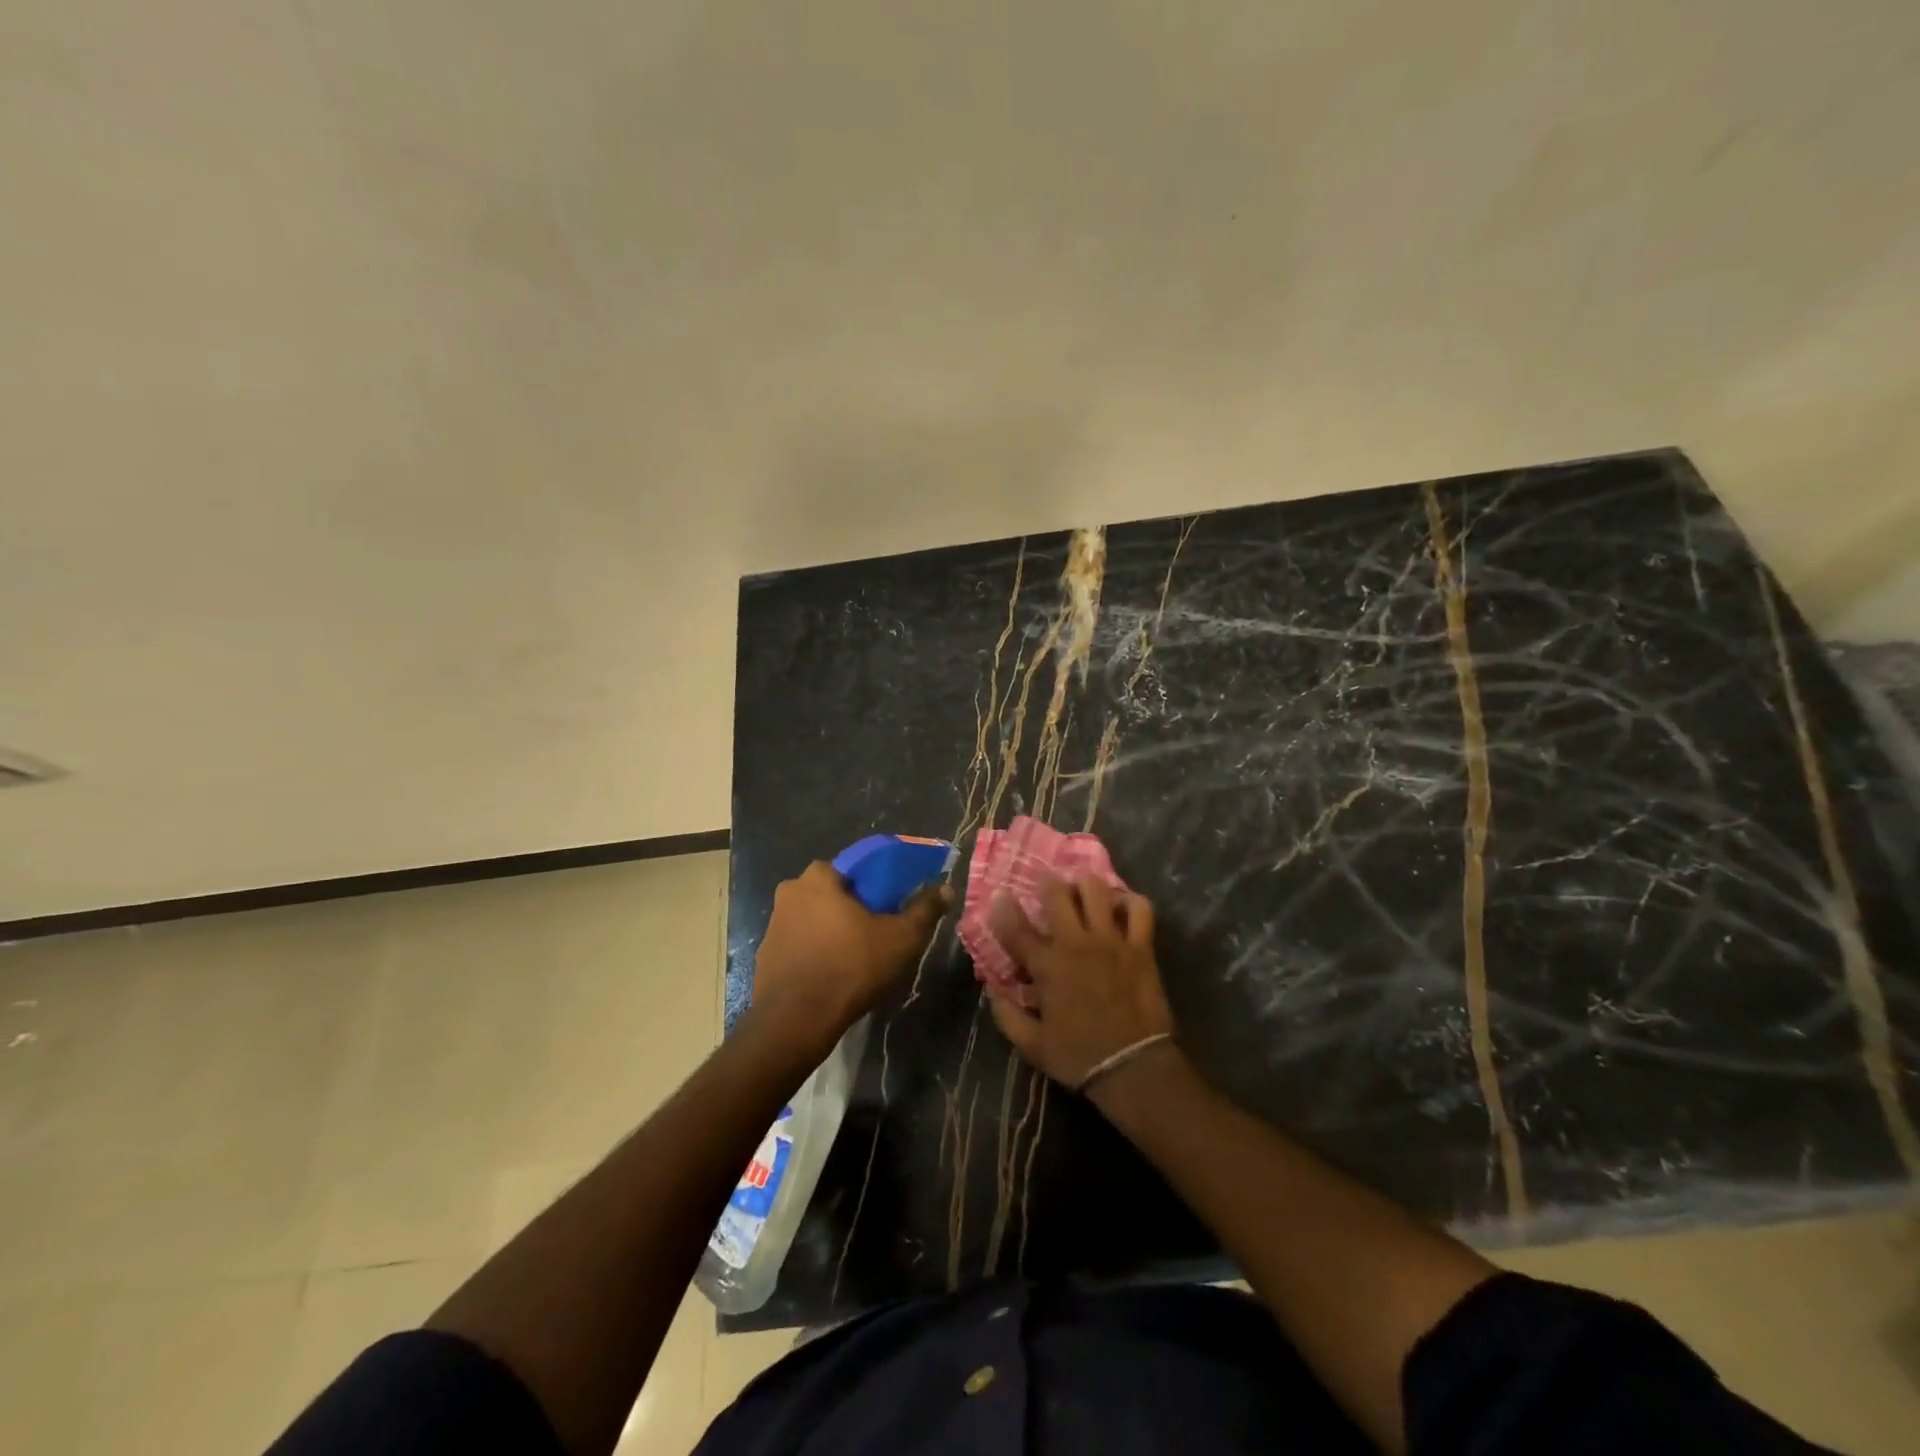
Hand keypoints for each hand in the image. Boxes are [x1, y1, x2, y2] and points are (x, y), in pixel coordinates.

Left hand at [754, 861, 951, 1053]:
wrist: (796, 1022)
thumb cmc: (851, 967)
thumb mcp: (901, 938)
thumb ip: (924, 909)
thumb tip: (945, 888)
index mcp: (819, 877)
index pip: (856, 867)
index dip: (879, 884)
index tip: (894, 903)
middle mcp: (790, 892)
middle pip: (834, 893)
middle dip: (855, 907)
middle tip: (879, 930)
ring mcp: (774, 925)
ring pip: (815, 918)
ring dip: (834, 930)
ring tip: (858, 956)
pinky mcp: (766, 955)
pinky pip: (800, 944)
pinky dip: (817, 953)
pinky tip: (834, 974)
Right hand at [986, 876, 1175, 1094]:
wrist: (1133, 1068)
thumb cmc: (1079, 1056)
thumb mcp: (1032, 1045)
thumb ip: (1007, 1015)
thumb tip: (991, 989)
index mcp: (1047, 966)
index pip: (1016, 929)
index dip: (1003, 908)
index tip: (999, 894)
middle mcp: (1076, 944)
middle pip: (1057, 895)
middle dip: (1047, 884)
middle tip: (1046, 885)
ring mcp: (1111, 941)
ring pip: (1096, 891)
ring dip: (1085, 885)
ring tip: (1082, 889)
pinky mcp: (1140, 947)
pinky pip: (1139, 909)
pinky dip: (1130, 901)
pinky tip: (1121, 905)